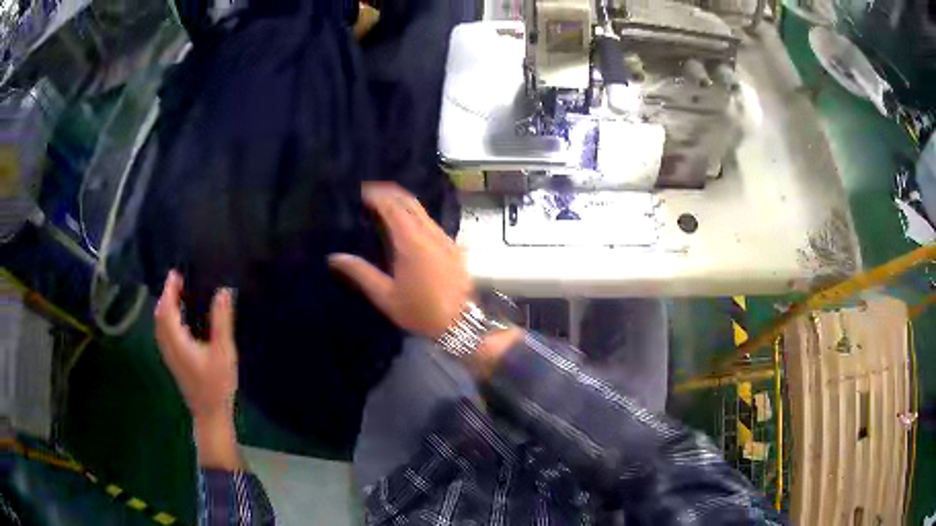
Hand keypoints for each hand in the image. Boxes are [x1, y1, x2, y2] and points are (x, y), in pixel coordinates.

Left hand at [154, 270, 237, 423]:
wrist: (209, 414)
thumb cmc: (217, 384)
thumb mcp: (224, 352)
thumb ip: (222, 321)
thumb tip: (223, 291)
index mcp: (177, 341)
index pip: (166, 309)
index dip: (169, 290)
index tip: (176, 273)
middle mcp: (168, 345)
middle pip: (160, 316)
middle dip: (166, 296)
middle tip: (178, 281)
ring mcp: (169, 355)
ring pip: (160, 325)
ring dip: (166, 307)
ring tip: (178, 295)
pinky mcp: (173, 361)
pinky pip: (164, 333)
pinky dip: (168, 319)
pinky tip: (180, 319)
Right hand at [329, 182, 471, 339]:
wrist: (462, 323)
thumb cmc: (421, 311)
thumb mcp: (386, 296)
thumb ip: (361, 273)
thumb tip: (335, 257)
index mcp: (411, 241)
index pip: (393, 206)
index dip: (377, 195)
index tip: (362, 191)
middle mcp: (431, 233)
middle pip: (410, 202)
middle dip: (390, 193)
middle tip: (371, 194)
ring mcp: (445, 239)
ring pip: (423, 212)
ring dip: (403, 204)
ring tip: (384, 209)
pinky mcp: (454, 247)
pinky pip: (431, 223)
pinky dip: (415, 217)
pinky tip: (406, 229)